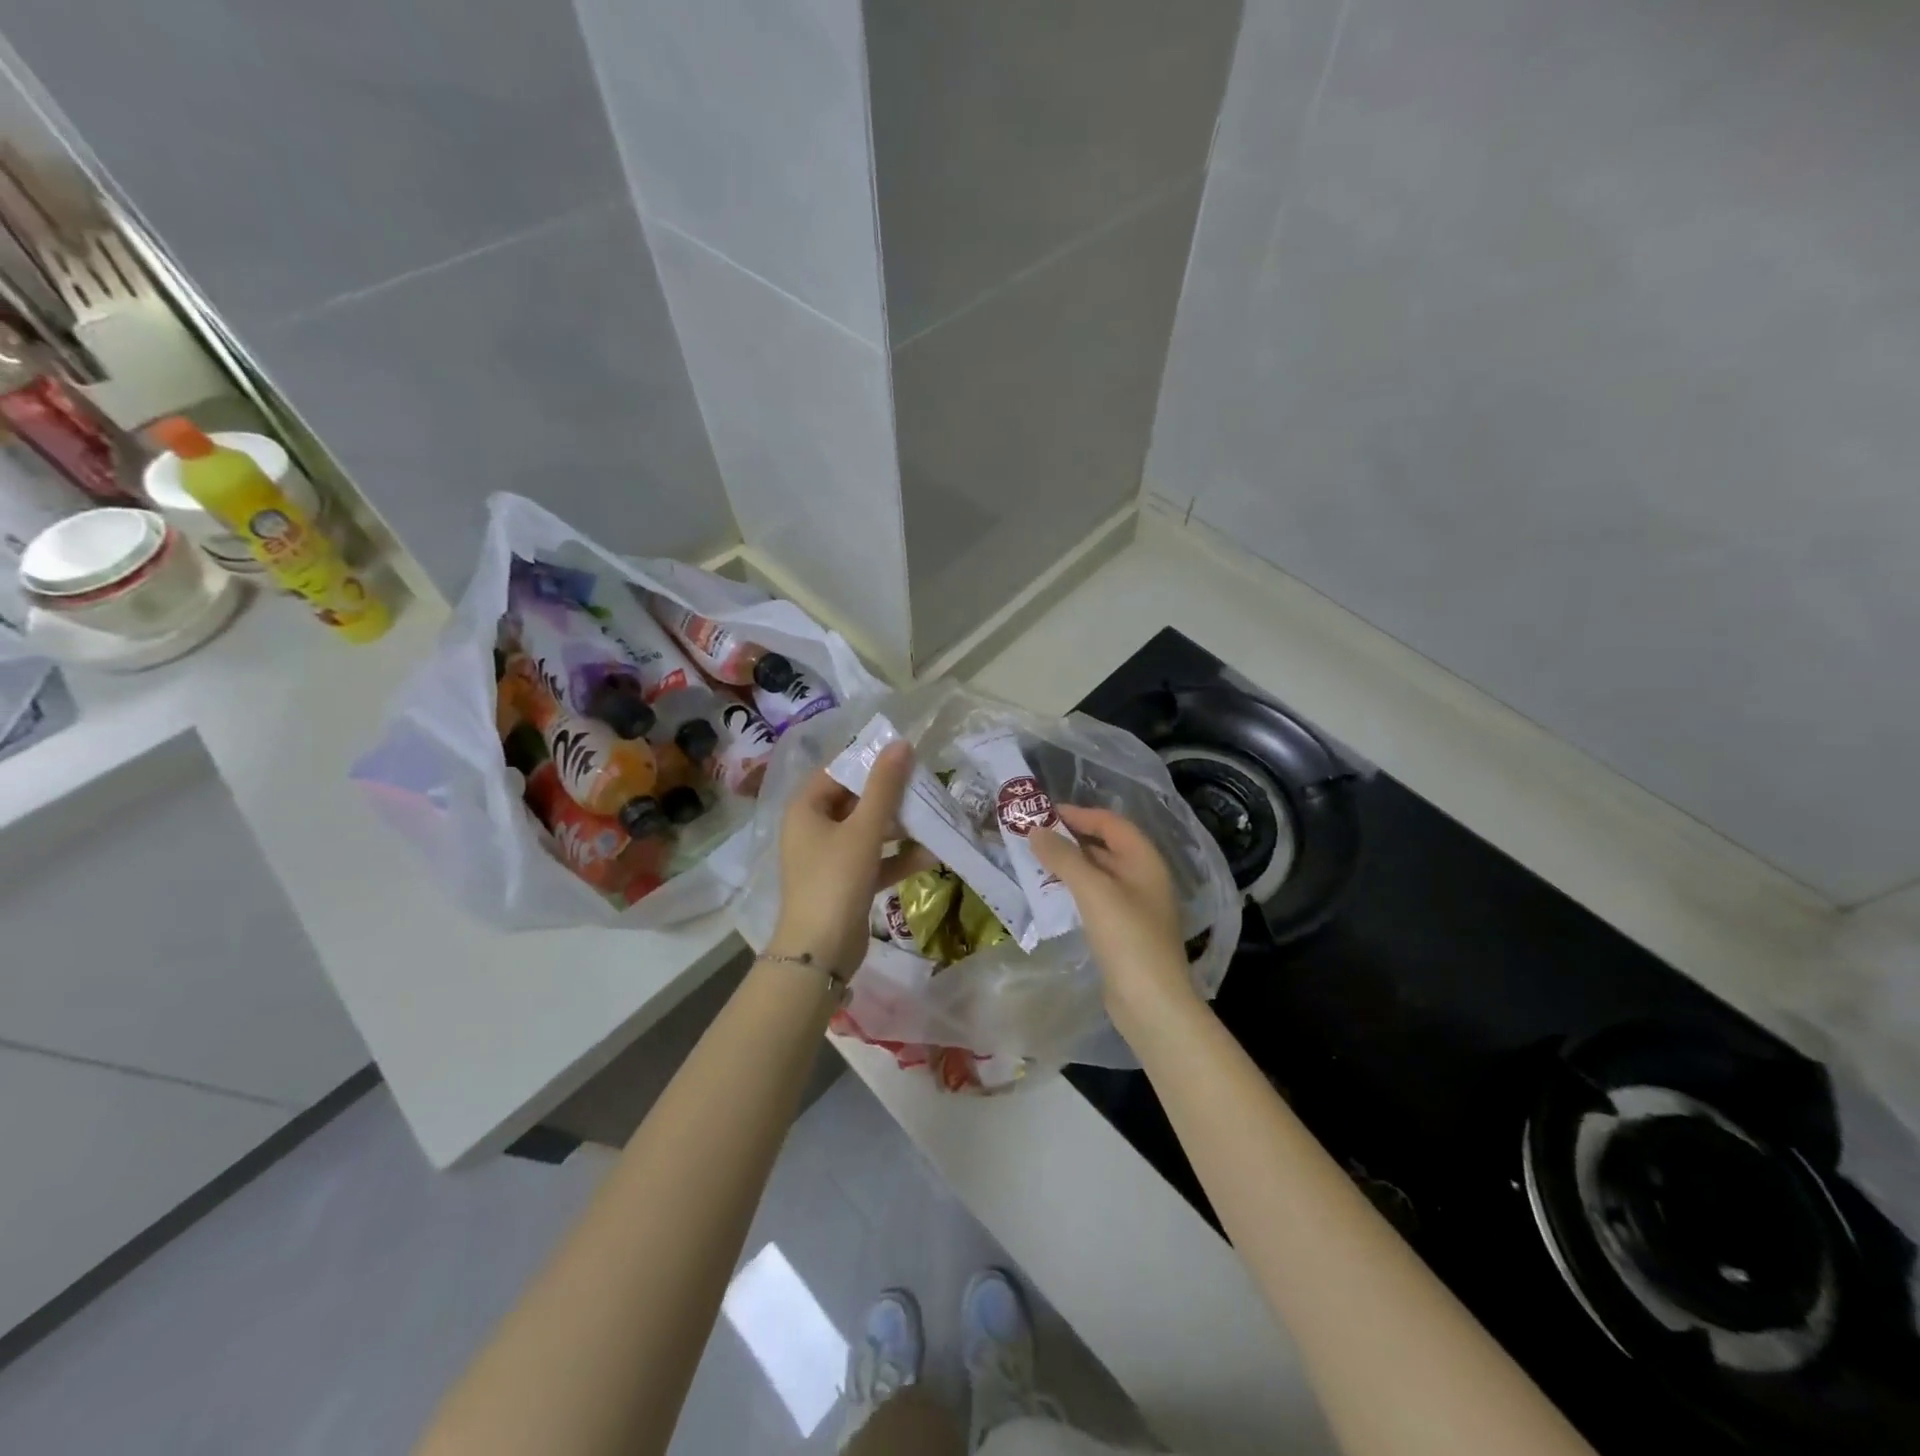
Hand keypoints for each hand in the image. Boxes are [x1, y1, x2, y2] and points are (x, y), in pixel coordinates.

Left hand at [768, 742, 934, 975]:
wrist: (820, 952)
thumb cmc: (835, 880)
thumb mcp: (864, 829)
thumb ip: (884, 787)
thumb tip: (901, 744)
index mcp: (806, 808)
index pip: (838, 771)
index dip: (870, 761)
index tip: (905, 756)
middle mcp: (813, 828)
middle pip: (855, 800)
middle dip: (891, 796)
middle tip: (925, 786)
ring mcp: (829, 858)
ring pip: (867, 831)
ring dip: (899, 827)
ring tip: (934, 818)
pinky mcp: (845, 883)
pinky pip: (874, 860)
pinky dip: (897, 857)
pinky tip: (931, 855)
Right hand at [1030, 804, 1203, 1036]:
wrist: (1151, 1002)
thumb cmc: (1127, 937)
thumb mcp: (1093, 890)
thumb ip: (1064, 857)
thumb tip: (1036, 831)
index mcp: (1144, 860)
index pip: (1110, 823)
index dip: (1078, 813)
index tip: (1043, 813)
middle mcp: (1143, 877)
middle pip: (1104, 846)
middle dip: (1070, 838)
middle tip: (1032, 837)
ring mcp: (1134, 905)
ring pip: (1097, 873)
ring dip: (1069, 865)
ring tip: (1034, 862)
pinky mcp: (1123, 930)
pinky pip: (1095, 897)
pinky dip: (1073, 889)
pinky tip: (1050, 895)